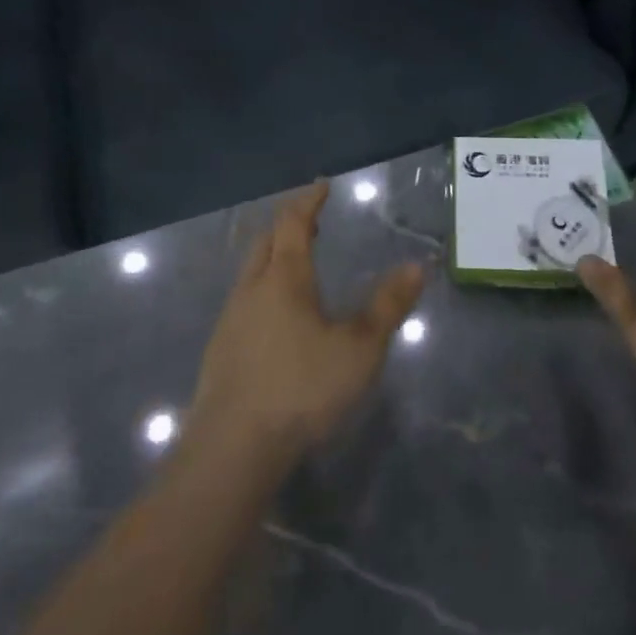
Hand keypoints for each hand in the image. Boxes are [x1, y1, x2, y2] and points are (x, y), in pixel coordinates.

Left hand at [186, 179, 425, 471]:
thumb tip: (417, 266)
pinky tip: (273, 318)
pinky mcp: (218, 352)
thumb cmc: (301, 388)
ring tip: (294, 265)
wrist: (232, 449)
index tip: (321, 186)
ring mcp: (230, 320)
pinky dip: (261, 290)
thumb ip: (387, 306)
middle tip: (310, 221)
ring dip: (271, 257)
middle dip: (287, 224)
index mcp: (284, 278)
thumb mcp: (358, 349)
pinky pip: (242, 303)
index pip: (293, 223)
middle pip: (265, 241)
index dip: (308, 201)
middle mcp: (251, 289)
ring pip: (249, 273)